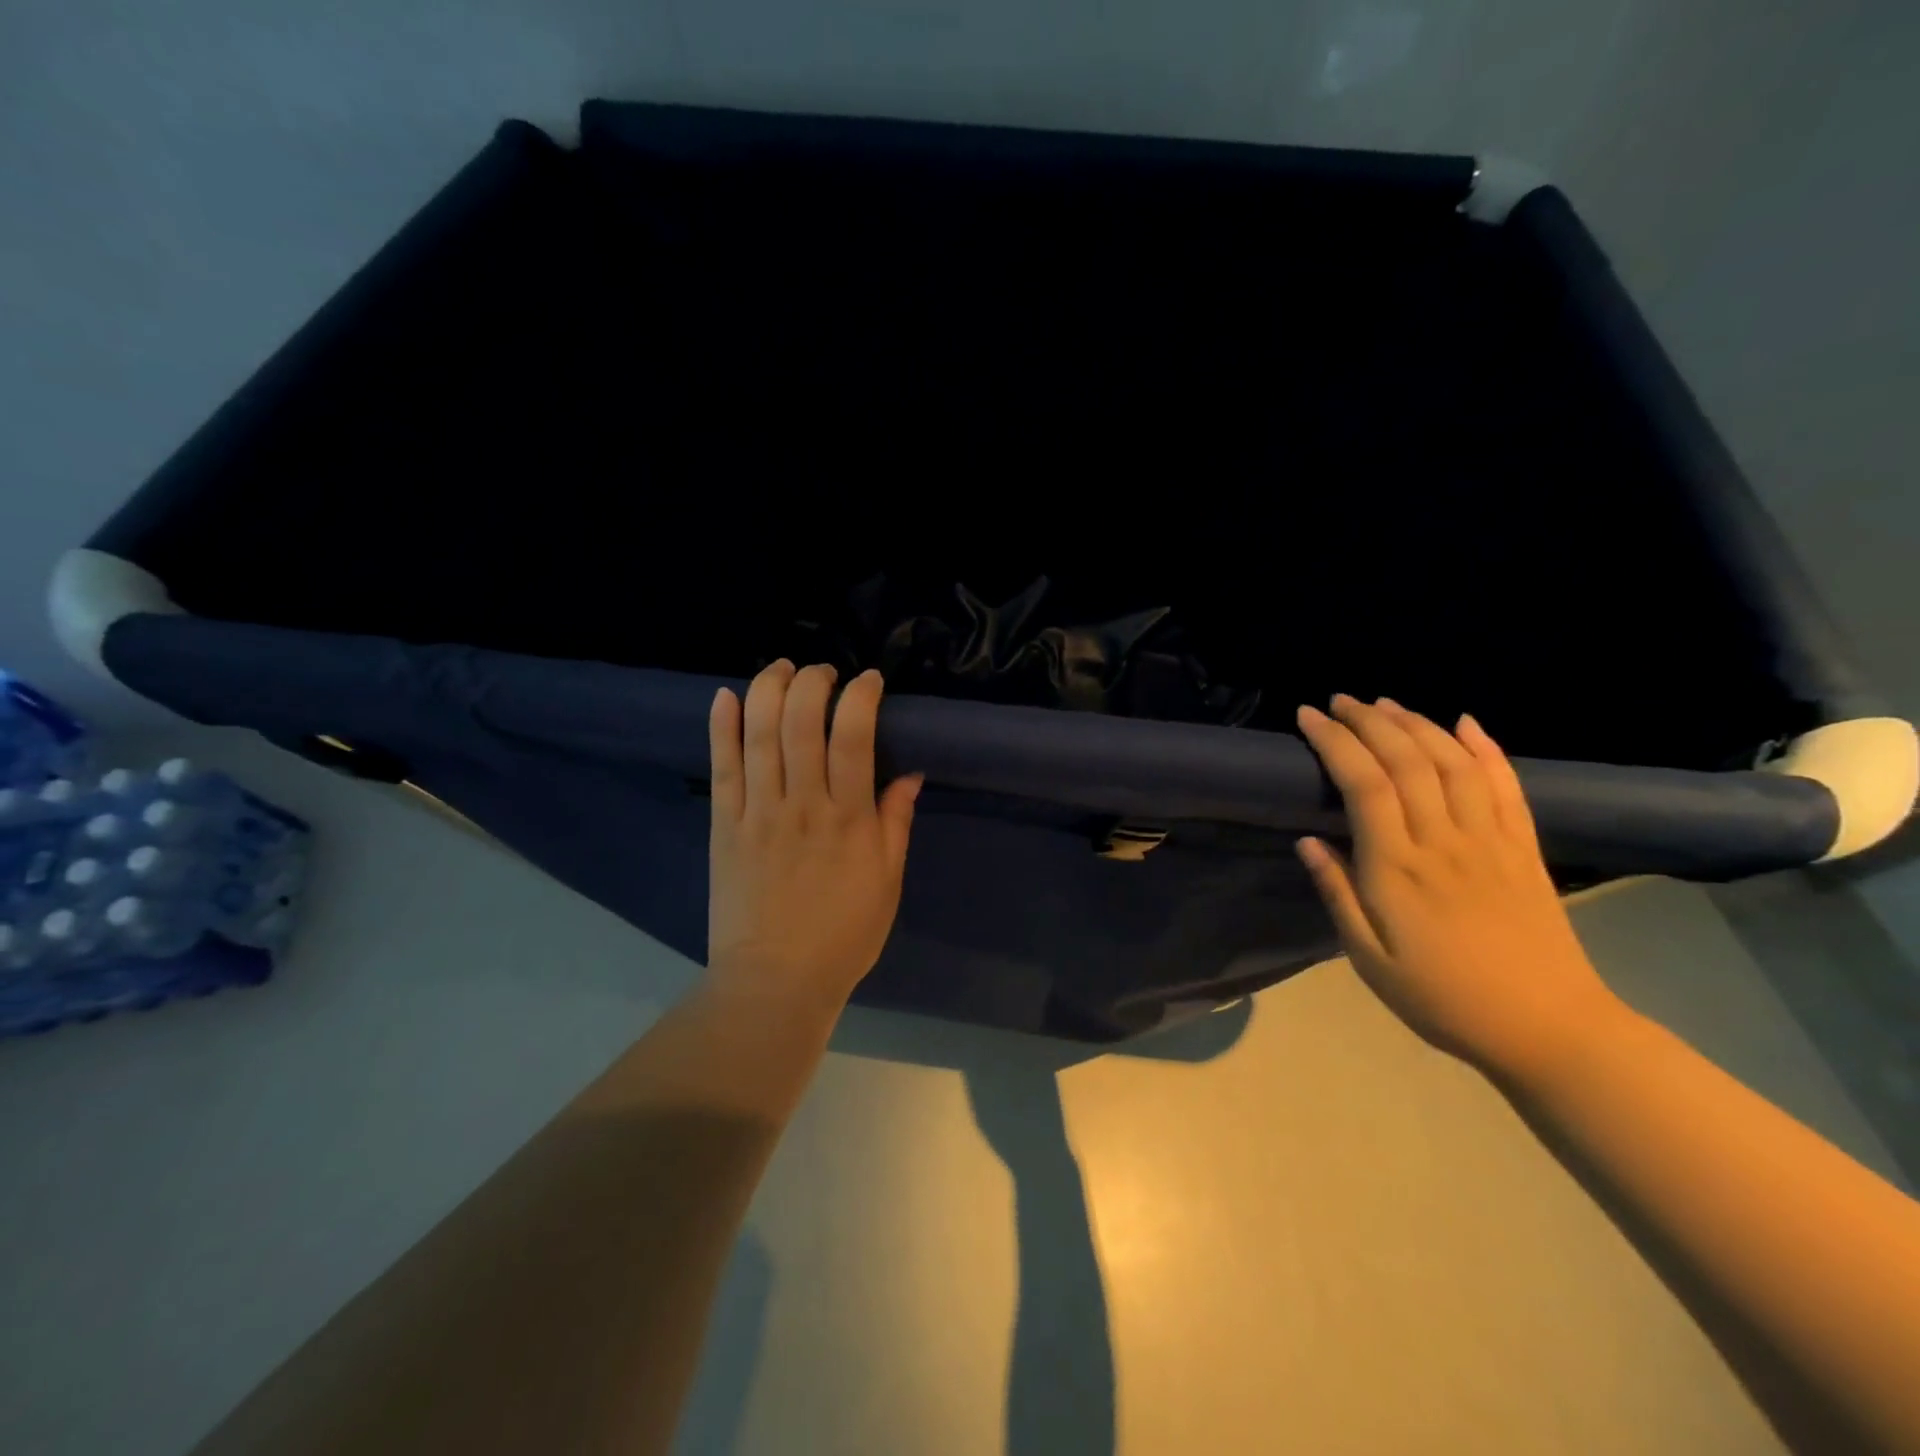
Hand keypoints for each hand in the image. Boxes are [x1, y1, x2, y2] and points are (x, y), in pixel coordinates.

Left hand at [707, 660, 921, 1009]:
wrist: (775, 981)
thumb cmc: (844, 935)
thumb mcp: (888, 882)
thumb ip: (896, 823)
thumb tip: (910, 773)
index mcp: (850, 819)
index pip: (854, 738)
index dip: (861, 698)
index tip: (869, 681)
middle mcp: (803, 805)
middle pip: (803, 723)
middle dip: (814, 682)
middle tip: (823, 671)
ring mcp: (758, 813)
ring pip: (760, 735)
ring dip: (769, 690)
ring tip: (781, 667)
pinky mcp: (724, 826)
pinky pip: (721, 768)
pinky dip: (722, 728)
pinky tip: (726, 697)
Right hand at [1295, 694, 1628, 1078]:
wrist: (1550, 1029)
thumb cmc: (1443, 999)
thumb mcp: (1370, 960)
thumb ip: (1338, 895)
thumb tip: (1306, 841)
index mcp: (1399, 869)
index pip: (1365, 784)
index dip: (1335, 742)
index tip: (1308, 716)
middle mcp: (1445, 842)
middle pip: (1407, 761)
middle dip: (1369, 722)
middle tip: (1340, 700)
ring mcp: (1492, 841)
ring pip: (1453, 763)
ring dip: (1418, 724)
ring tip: (1385, 704)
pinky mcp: (1526, 849)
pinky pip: (1508, 786)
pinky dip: (1486, 748)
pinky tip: (1466, 723)